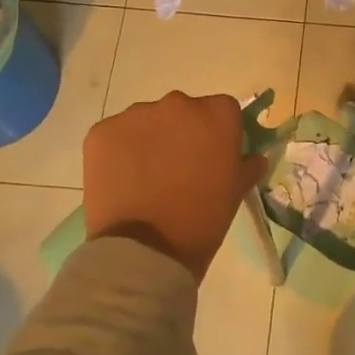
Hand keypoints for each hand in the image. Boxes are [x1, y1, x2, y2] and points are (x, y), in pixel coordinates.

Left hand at [82, 91, 269, 281]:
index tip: (212, 156)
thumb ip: (247, 165)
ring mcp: (136, 115)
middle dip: (182, 132)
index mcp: (217, 114)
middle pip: (183, 110)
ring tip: (146, 177)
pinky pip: (116, 134)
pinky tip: (122, 180)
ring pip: (147, 120)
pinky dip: (120, 151)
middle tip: (178, 168)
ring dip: (150, 139)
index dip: (218, 132)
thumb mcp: (235, 192)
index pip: (222, 110)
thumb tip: (253, 157)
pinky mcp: (102, 131)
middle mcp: (178, 104)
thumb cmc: (202, 220)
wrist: (145, 250)